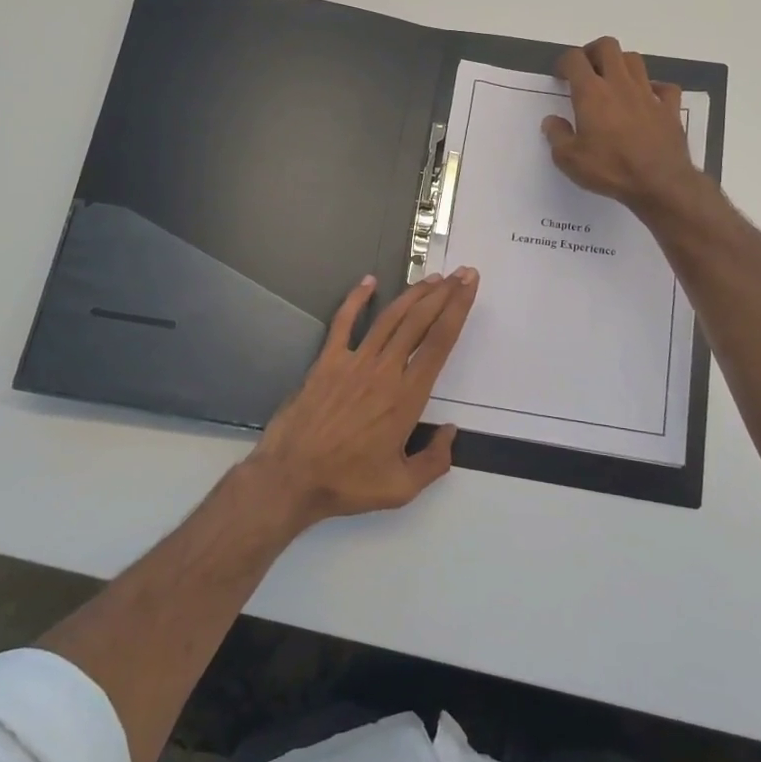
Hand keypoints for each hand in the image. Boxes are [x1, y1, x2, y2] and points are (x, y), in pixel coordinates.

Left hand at [247, 268, 478, 527]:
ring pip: (389, 318)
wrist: (291, 477)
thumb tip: (451, 432)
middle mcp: (384, 371)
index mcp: (407, 397)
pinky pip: (343, 323)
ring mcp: (353, 362)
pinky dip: (356, 299)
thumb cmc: (348, 483)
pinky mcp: (326, 361)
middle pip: (419, 322)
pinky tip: (368, 281)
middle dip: (444, 294)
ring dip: (413, 295)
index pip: (439, 343)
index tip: (470, 287)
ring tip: (432, 278)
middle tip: (461, 274)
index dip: (457, 310)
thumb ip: (435, 461)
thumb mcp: (401, 487)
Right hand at [542, 37, 701, 215]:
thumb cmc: (610, 169)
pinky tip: (647, 99)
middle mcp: (620, 84)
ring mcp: (648, 93)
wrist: (659, 182)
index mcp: (592, 93)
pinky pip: (664, 87)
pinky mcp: (669, 108)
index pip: (575, 59)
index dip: (564, 62)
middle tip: (586, 69)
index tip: (560, 76)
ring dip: (621, 64)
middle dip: (593, 52)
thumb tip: (552, 121)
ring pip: (634, 60)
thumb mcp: (569, 160)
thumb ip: (557, 136)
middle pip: (607, 46)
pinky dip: (654, 88)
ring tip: (613, 81)